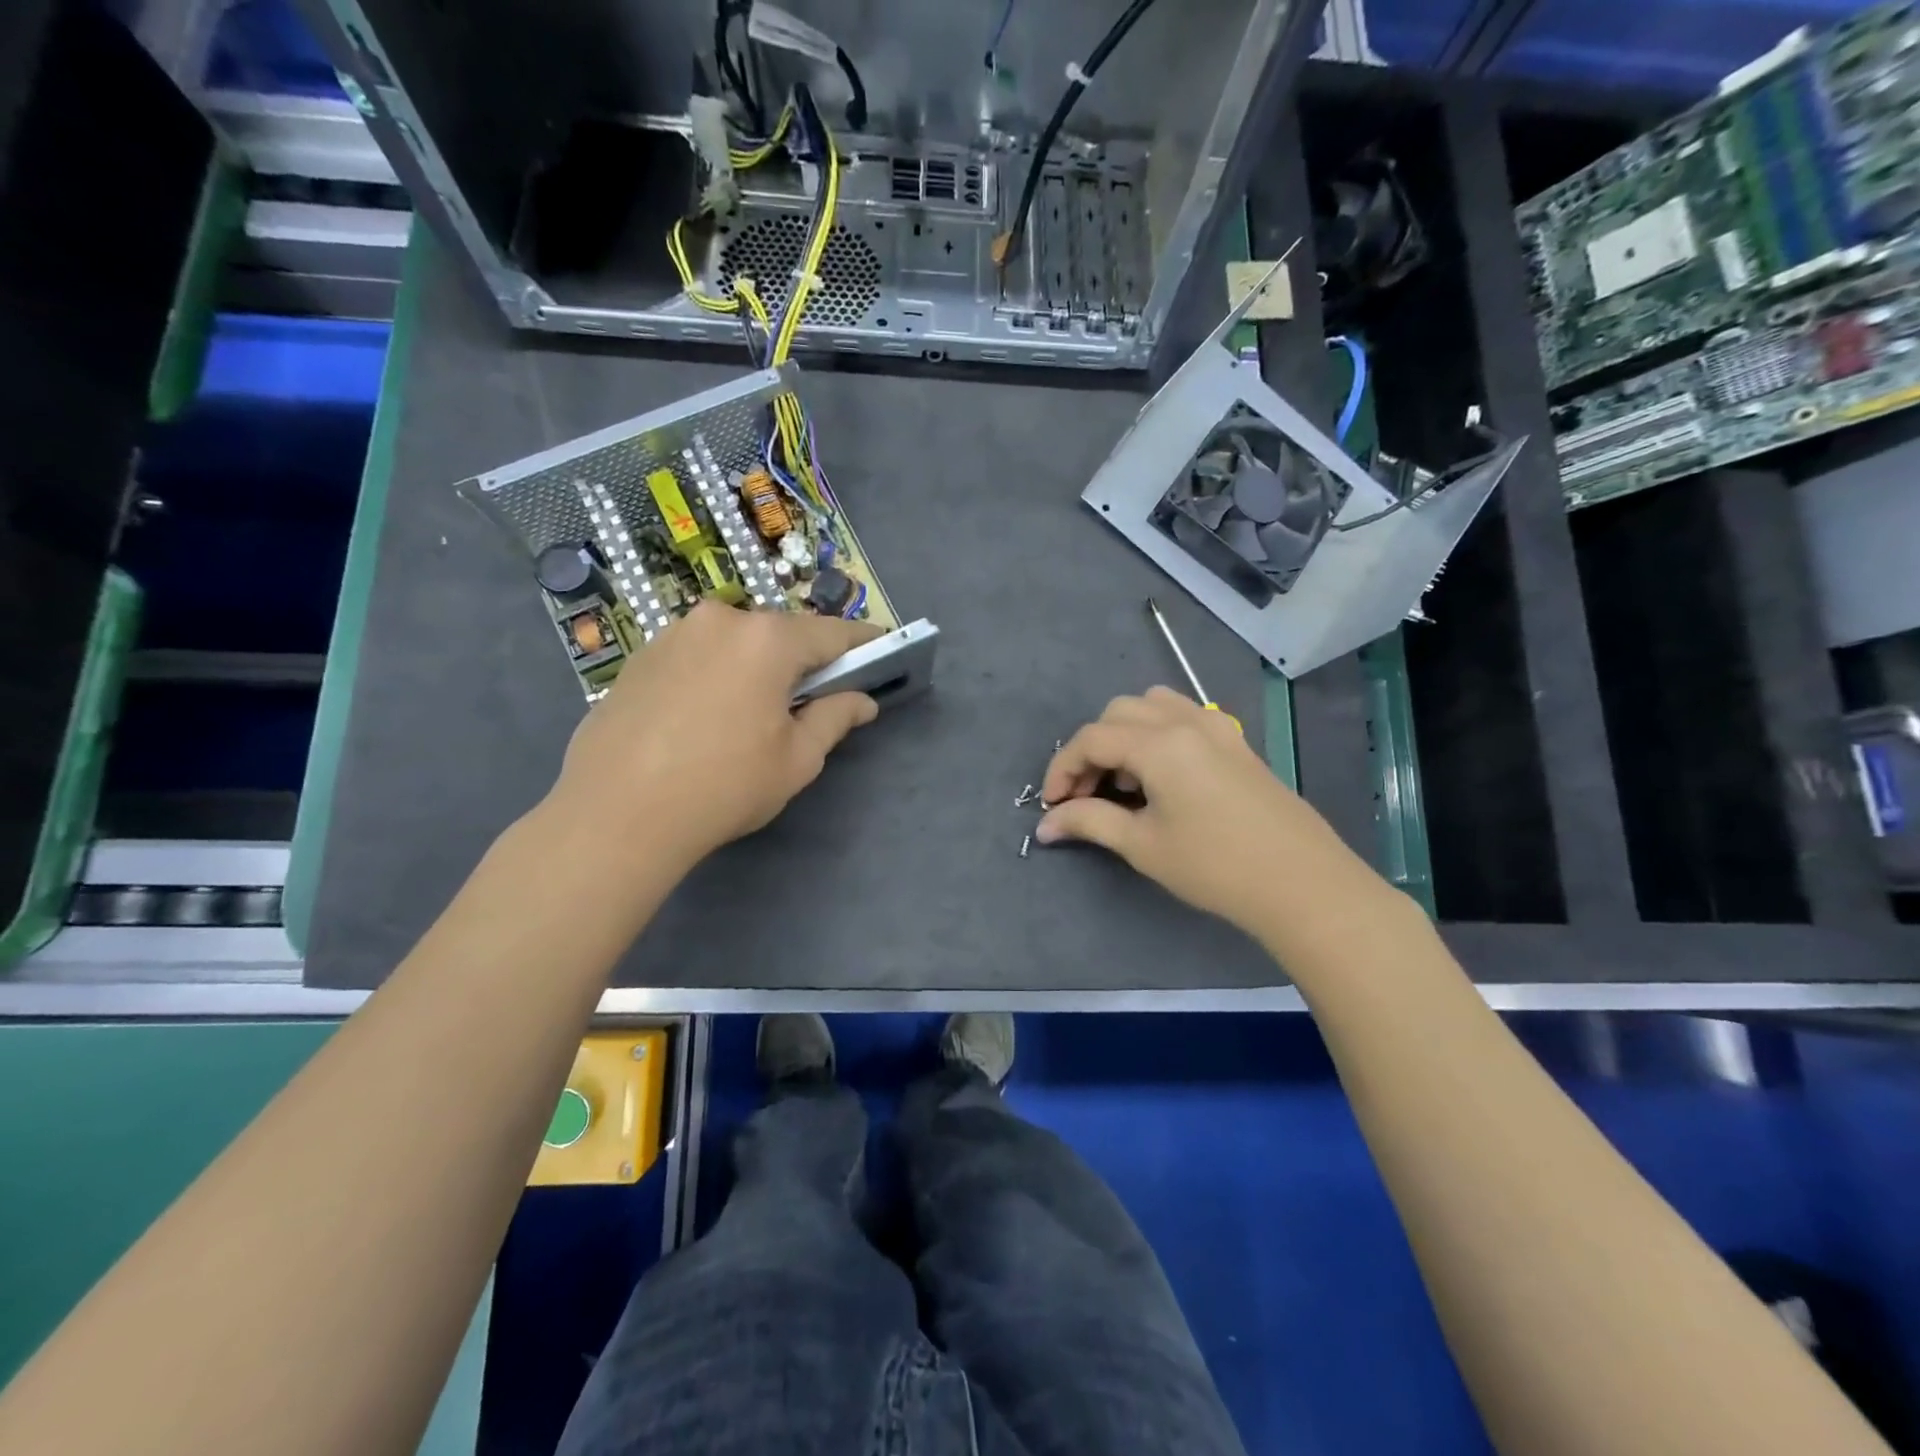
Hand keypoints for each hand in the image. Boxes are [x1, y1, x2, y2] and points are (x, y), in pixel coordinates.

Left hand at [552, 601, 882, 863]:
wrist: (616, 814)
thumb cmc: (723, 786)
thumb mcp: (797, 759)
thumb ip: (836, 718)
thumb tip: (862, 701)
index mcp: (767, 640)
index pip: (832, 633)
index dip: (862, 643)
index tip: (881, 650)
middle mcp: (720, 620)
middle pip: (781, 635)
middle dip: (803, 661)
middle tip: (813, 699)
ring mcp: (673, 633)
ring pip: (736, 643)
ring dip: (756, 668)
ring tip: (753, 715)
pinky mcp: (640, 656)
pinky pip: (698, 656)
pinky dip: (717, 675)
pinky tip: (707, 718)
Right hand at [1036, 687, 1392, 945]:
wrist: (1301, 882)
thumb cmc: (1214, 866)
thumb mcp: (1142, 845)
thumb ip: (1089, 822)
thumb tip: (1046, 824)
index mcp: (1159, 743)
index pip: (1091, 739)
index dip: (1062, 769)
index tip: (1053, 805)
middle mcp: (1185, 720)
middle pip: (1117, 713)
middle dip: (1091, 750)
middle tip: (1087, 795)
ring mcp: (1215, 726)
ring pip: (1151, 705)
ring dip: (1124, 734)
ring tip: (1126, 782)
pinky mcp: (1235, 740)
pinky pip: (1182, 715)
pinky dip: (1156, 732)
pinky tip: (1162, 776)